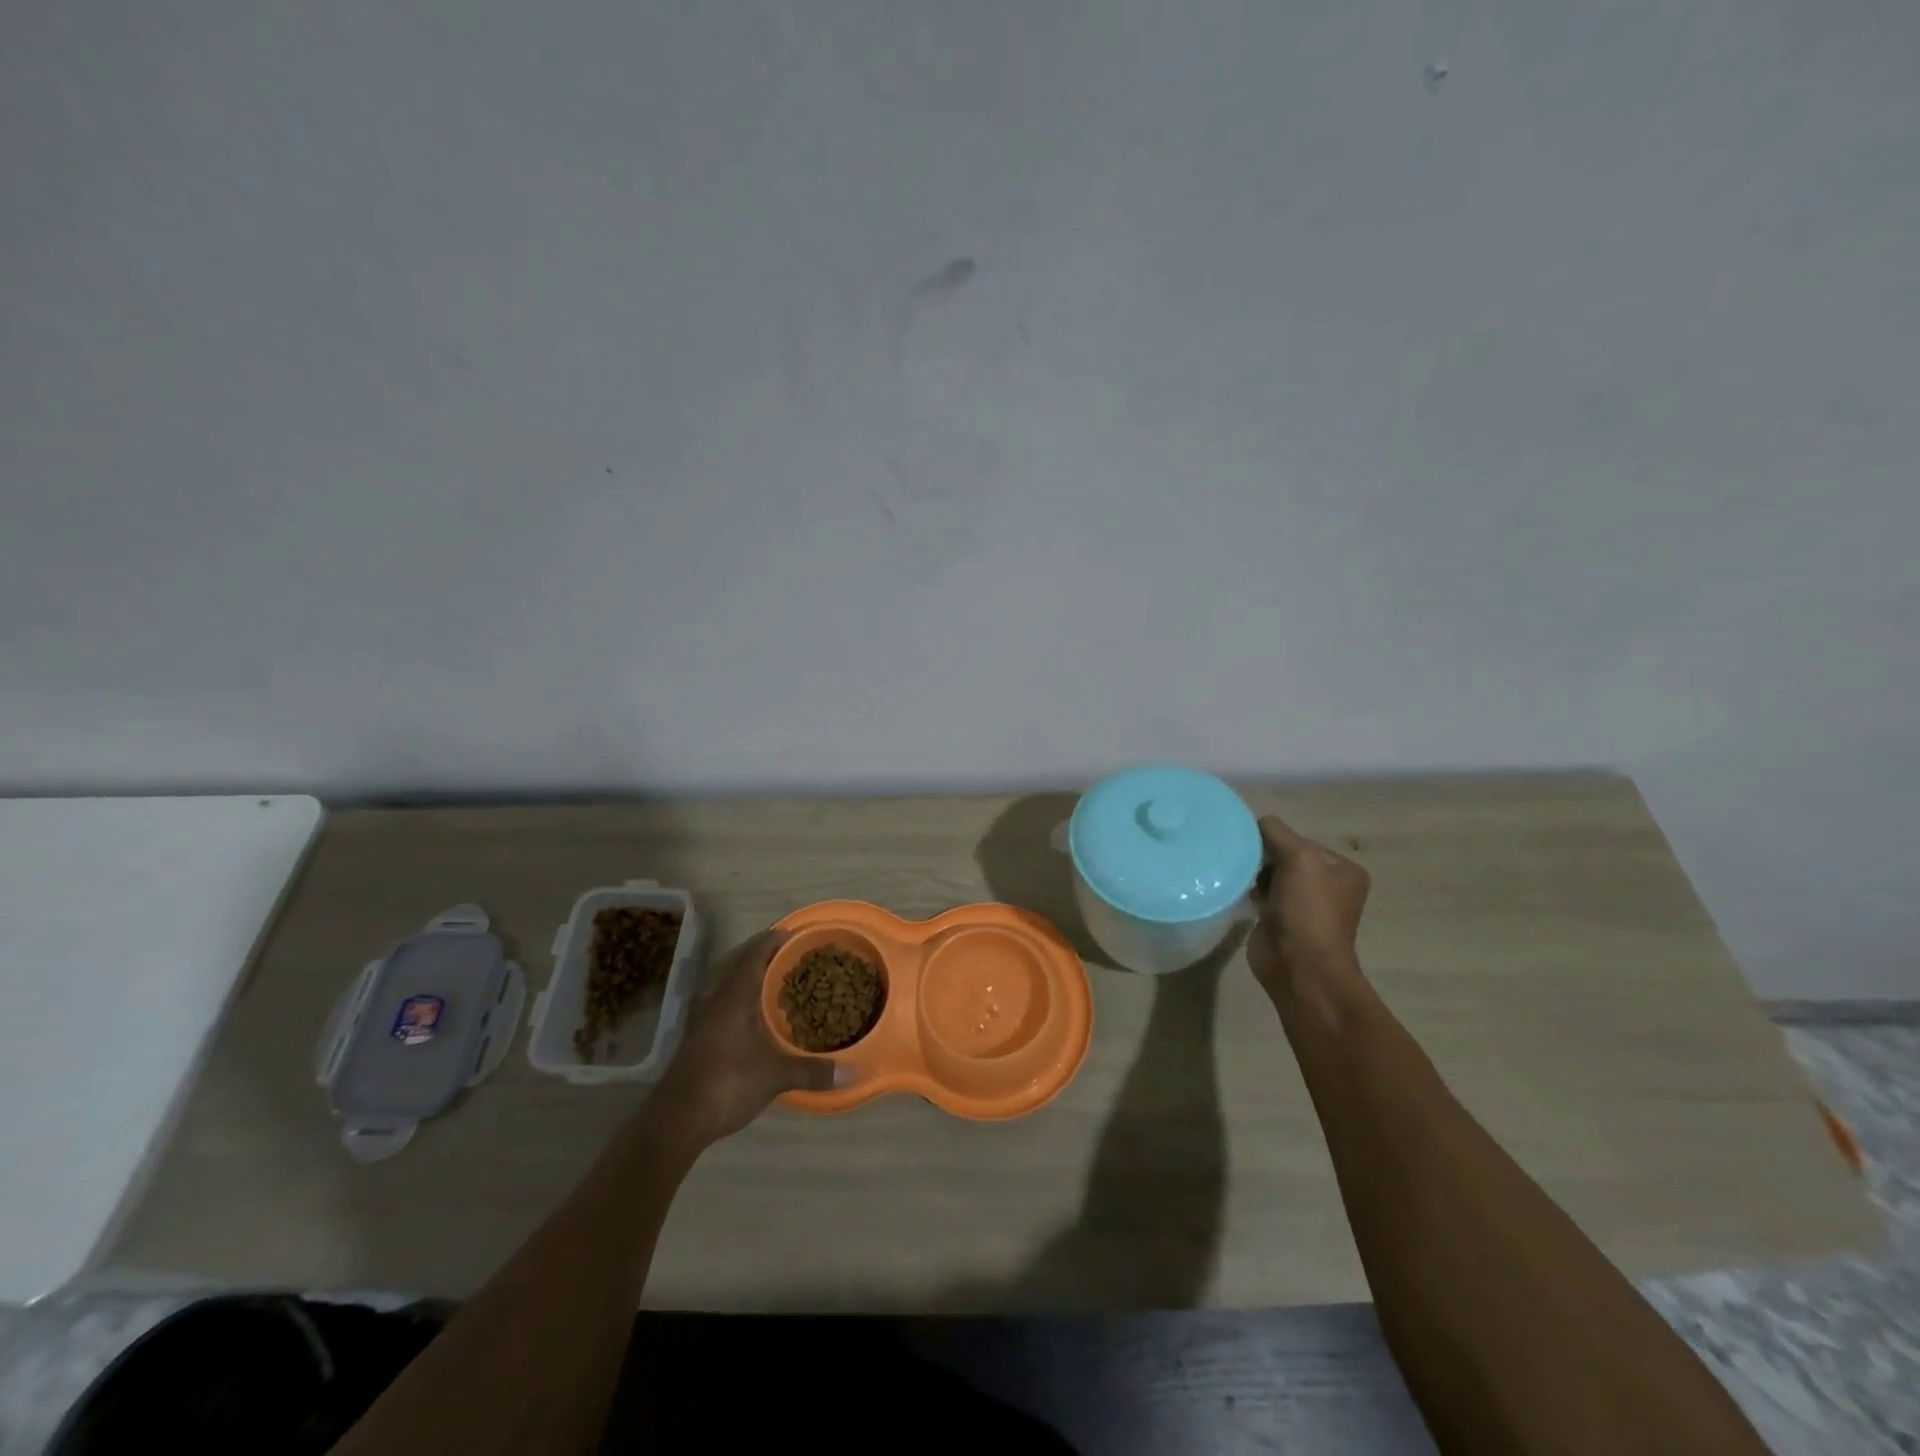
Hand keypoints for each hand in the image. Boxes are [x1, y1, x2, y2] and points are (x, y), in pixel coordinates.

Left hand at [649, 931, 835, 1146]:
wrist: (676, 1120)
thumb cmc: (727, 1083)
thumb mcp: (775, 1076)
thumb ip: (811, 1070)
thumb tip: (851, 1072)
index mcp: (735, 996)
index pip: (754, 954)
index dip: (773, 940)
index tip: (793, 934)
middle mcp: (717, 1000)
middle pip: (741, 966)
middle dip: (766, 959)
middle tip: (794, 959)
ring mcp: (704, 1020)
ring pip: (731, 988)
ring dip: (753, 982)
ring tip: (780, 986)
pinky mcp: (699, 1040)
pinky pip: (726, 1007)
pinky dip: (744, 1003)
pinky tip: (759, 1021)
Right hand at [1246, 815, 1371, 1003]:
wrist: (1300, 967)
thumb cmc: (1308, 910)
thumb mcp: (1298, 858)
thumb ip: (1277, 833)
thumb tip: (1255, 823)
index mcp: (1343, 870)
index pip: (1301, 840)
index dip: (1277, 840)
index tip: (1255, 847)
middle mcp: (1327, 886)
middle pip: (1285, 856)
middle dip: (1263, 856)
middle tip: (1243, 860)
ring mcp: (1304, 906)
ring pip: (1271, 875)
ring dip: (1254, 873)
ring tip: (1237, 874)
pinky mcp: (1280, 921)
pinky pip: (1261, 894)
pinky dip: (1248, 890)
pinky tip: (1236, 891)